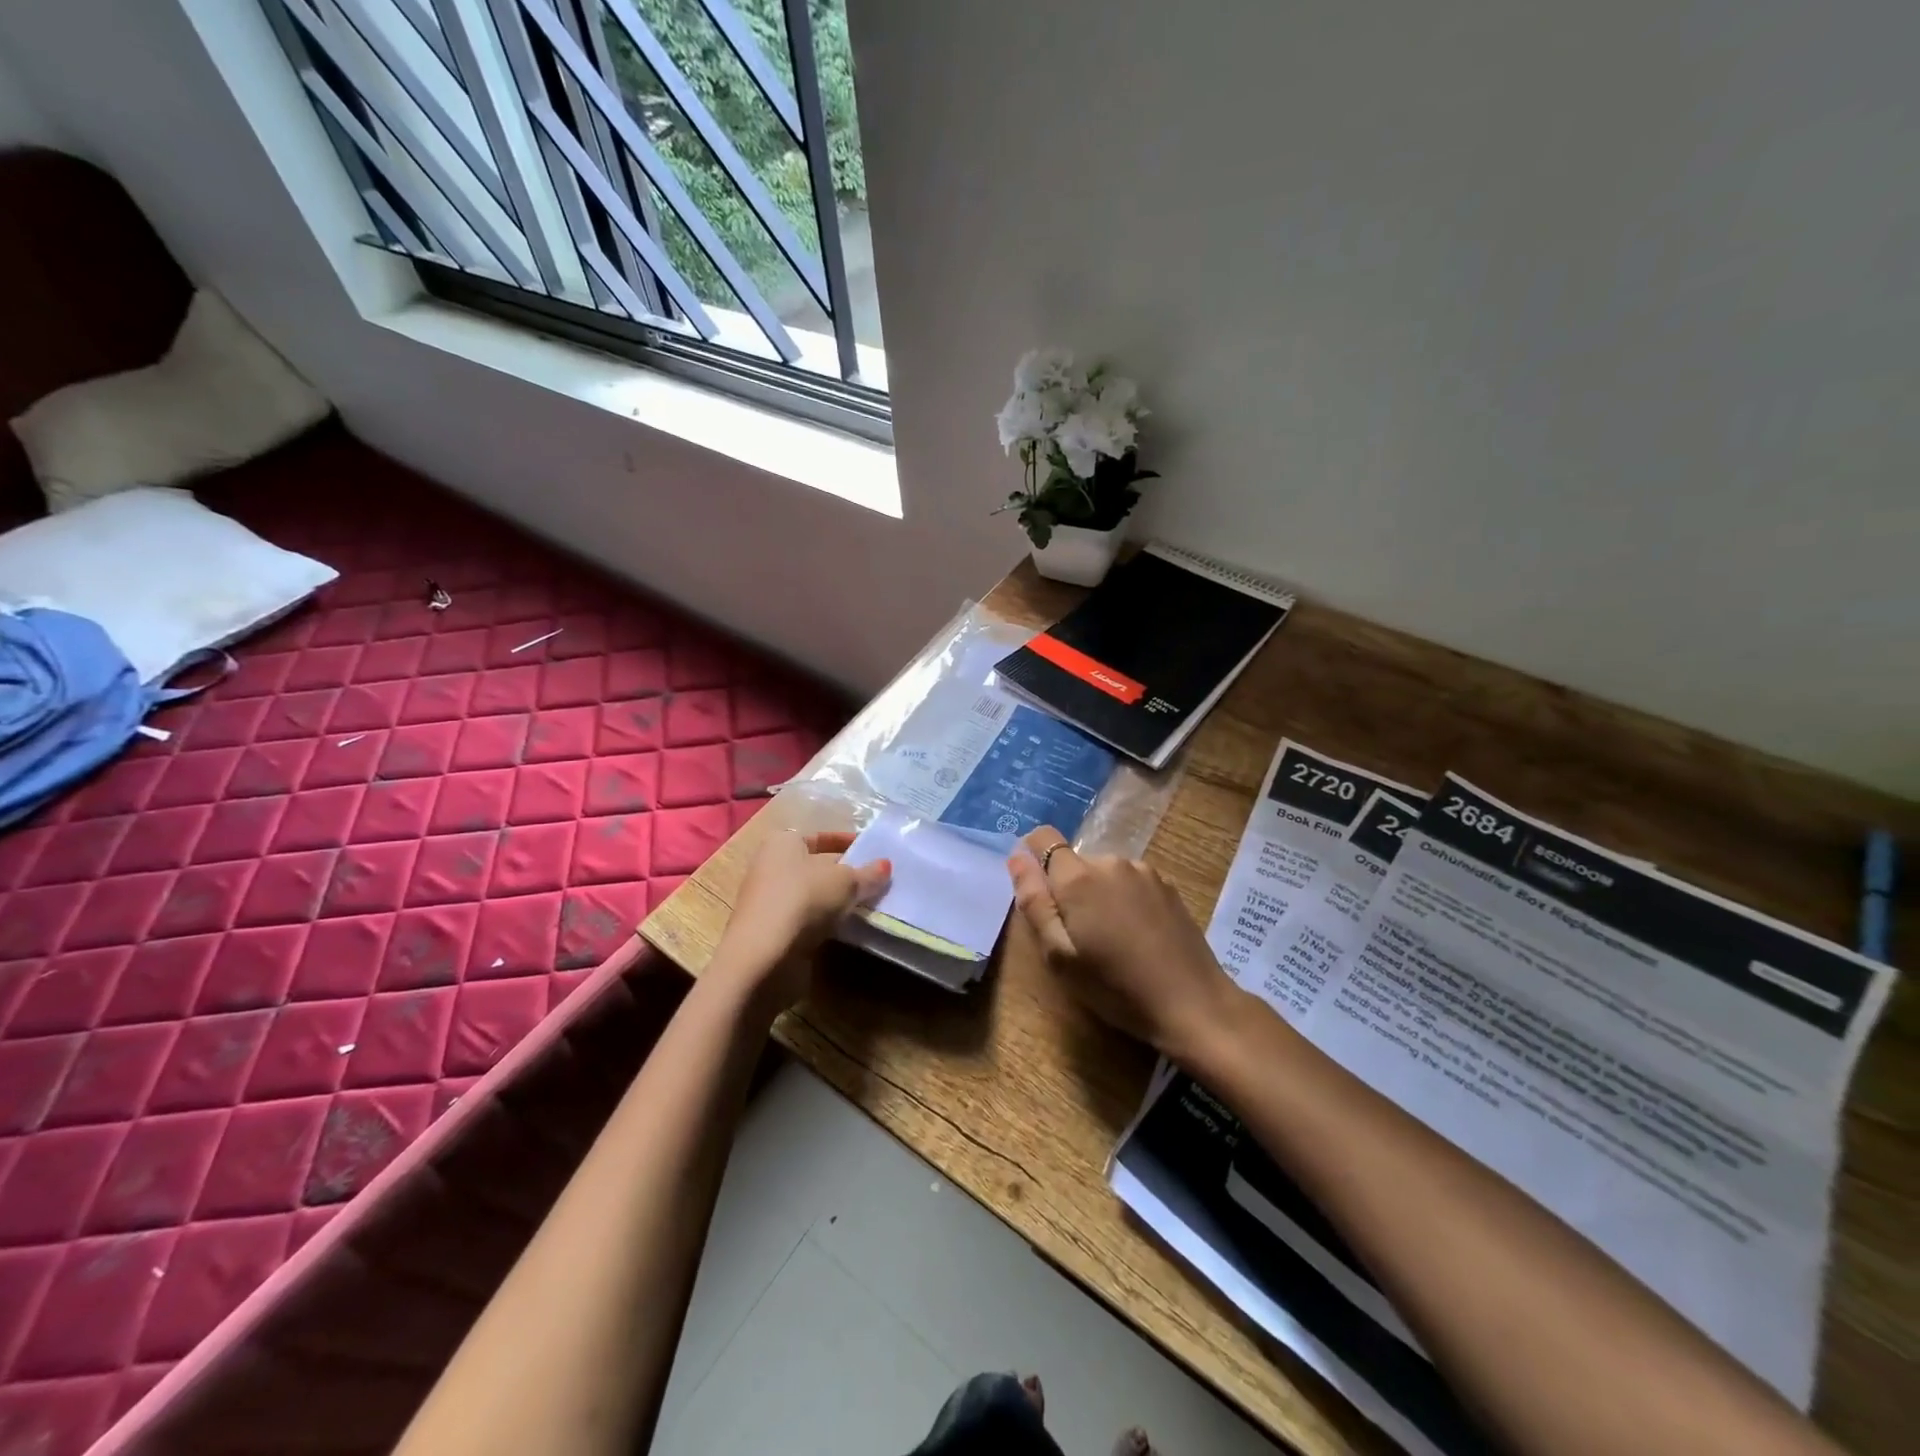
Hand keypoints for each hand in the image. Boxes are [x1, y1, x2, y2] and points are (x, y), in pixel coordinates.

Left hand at [714, 829, 890, 1011]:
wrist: (763, 956)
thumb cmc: (803, 900)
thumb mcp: (845, 882)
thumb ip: (868, 873)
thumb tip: (886, 865)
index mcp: (782, 842)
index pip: (820, 837)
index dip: (848, 842)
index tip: (873, 853)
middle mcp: (770, 866)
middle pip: (816, 865)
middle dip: (845, 873)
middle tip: (876, 881)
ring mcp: (768, 900)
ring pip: (812, 894)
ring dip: (837, 899)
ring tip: (869, 904)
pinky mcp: (771, 931)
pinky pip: (807, 918)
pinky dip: (826, 920)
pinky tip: (848, 926)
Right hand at [1007, 827, 1241, 1061]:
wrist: (1192, 1003)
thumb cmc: (1115, 986)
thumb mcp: (1059, 955)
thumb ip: (1034, 902)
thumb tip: (1017, 857)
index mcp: (1078, 877)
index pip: (1043, 838)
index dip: (1033, 859)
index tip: (1039, 895)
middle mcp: (1111, 862)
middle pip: (1074, 862)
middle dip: (1067, 889)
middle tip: (1078, 937)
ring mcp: (1144, 871)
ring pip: (1103, 873)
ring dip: (1098, 896)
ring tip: (1111, 941)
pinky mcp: (1167, 886)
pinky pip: (1130, 883)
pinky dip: (1124, 901)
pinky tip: (1137, 937)